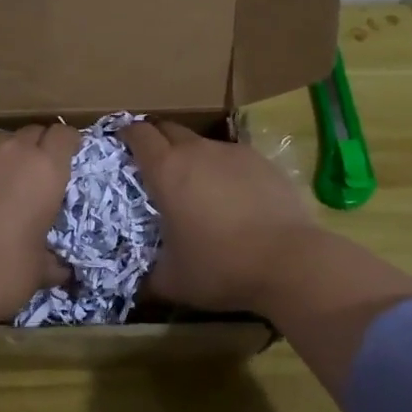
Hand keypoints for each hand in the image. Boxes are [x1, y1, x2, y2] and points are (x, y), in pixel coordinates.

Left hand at [0, 124, 78, 327]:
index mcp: (45, 170)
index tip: (69, 157)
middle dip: (38, 146)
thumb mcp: (39, 270)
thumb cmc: (3, 273)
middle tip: (37, 173)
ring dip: (6, 155)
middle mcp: (11, 153)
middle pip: (32, 132)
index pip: (64, 135)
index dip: (69, 143)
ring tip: (3, 182)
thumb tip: (60, 270)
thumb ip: (53, 260)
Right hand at [121, 121, 326, 314]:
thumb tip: (142, 283)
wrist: (289, 261)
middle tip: (155, 163)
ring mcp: (233, 153)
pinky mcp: (263, 162)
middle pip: (169, 128)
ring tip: (198, 185)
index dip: (127, 134)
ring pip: (203, 143)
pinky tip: (234, 197)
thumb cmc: (220, 267)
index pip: (138, 134)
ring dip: (193, 156)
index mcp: (166, 170)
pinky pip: (233, 158)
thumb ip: (151, 276)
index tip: (122, 142)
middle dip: (157, 139)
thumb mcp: (173, 281)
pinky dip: (225, 170)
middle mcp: (197, 151)